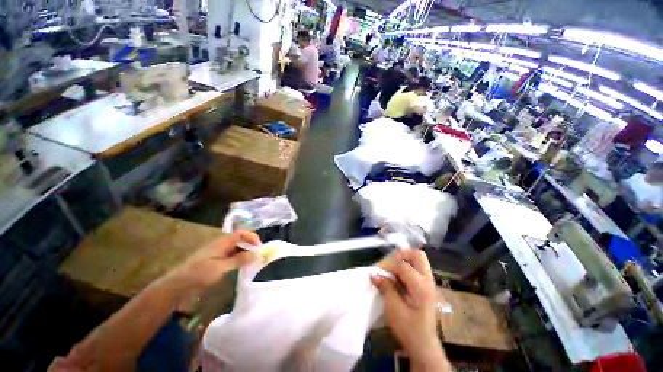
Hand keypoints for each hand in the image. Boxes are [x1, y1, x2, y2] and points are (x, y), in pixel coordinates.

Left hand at [167, 230, 259, 292]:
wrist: (178, 285)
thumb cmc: (199, 274)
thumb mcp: (221, 267)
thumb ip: (239, 260)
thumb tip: (257, 254)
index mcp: (223, 242)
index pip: (241, 233)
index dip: (252, 237)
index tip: (260, 247)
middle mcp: (222, 244)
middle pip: (241, 240)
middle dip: (251, 246)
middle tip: (258, 256)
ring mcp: (218, 252)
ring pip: (237, 248)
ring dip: (246, 253)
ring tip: (252, 262)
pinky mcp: (216, 260)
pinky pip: (232, 256)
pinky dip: (239, 259)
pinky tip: (242, 267)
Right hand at [373, 249, 449, 370]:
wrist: (424, 346)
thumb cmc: (409, 330)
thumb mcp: (394, 310)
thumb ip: (386, 288)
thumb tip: (374, 274)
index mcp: (421, 287)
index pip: (402, 265)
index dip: (386, 265)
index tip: (375, 272)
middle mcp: (427, 280)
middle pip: (416, 255)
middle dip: (400, 254)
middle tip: (387, 264)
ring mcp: (428, 282)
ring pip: (417, 259)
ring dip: (402, 260)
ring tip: (390, 270)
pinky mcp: (425, 285)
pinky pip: (415, 267)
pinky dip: (404, 266)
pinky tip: (395, 276)